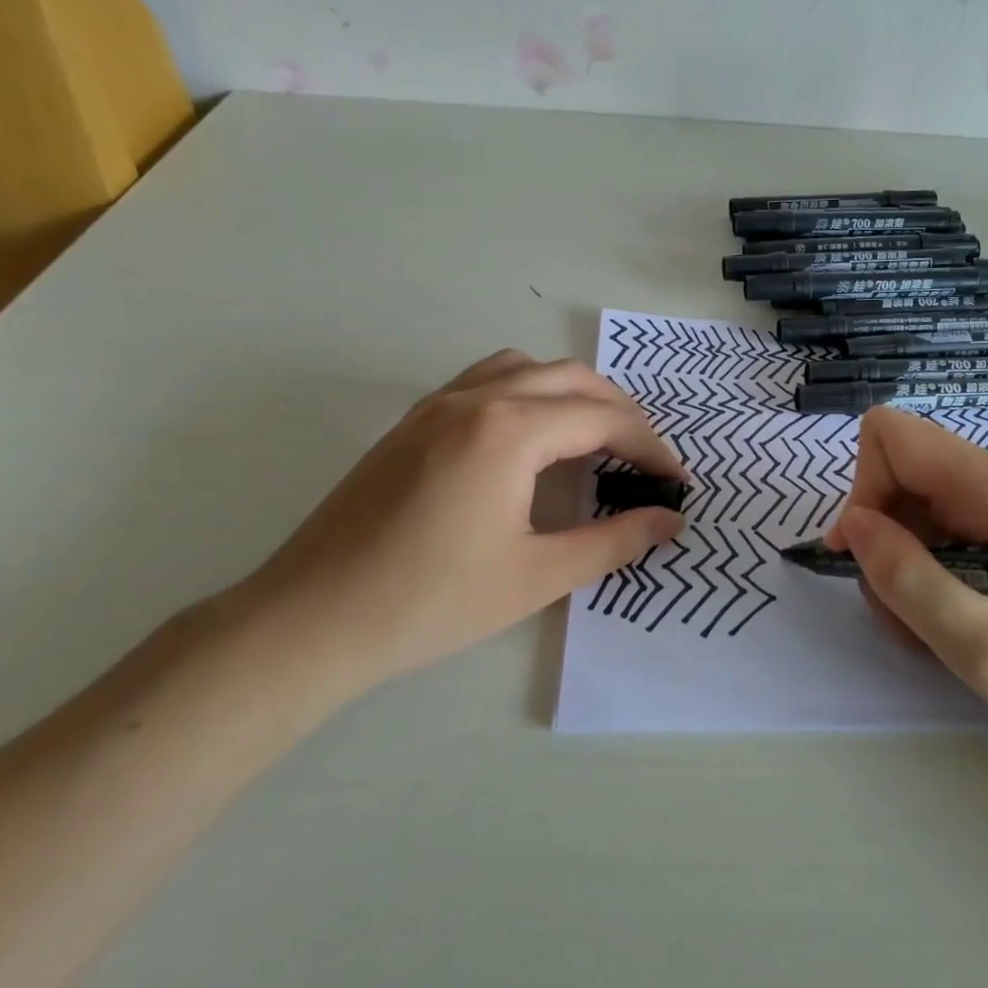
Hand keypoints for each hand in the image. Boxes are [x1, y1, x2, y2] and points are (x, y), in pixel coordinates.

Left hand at [230, 350, 685, 697]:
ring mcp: (437, 405)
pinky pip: (486, 381)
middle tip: (645, 460)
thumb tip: (670, 521)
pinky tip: (529, 441)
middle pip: (571, 379)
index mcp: (509, 431)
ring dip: (572, 394)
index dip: (650, 447)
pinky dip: (528, 393)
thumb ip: (613, 541)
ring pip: (526, 368)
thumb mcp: (537, 576)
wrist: (312, 620)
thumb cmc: (431, 602)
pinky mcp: (412, 422)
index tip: (676, 481)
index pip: (602, 419)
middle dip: (620, 413)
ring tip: (594, 439)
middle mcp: (476, 399)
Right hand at [826, 407, 987, 762]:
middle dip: (884, 539)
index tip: (869, 559)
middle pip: (900, 471)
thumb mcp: (983, 647)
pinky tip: (961, 613)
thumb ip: (909, 580)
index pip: (890, 436)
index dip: (863, 491)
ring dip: (907, 561)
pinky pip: (946, 522)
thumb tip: (855, 525)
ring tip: (938, 624)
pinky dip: (933, 565)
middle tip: (907, 612)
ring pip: (918, 502)